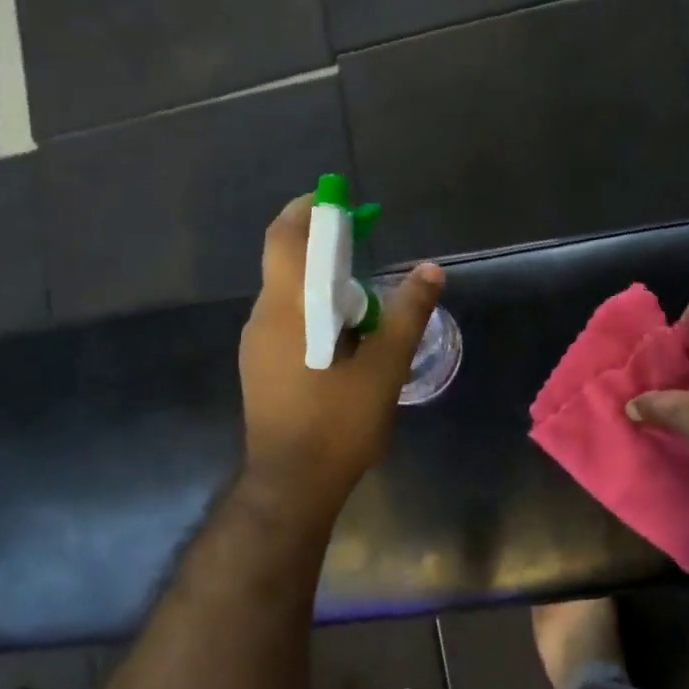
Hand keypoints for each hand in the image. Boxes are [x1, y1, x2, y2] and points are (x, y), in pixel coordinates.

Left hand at [239, 194, 444, 508]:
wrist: (291, 486)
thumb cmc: (338, 423)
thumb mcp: (385, 367)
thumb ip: (408, 314)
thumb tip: (431, 270)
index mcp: (290, 308)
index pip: (286, 237)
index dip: (309, 209)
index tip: (338, 201)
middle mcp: (264, 316)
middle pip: (286, 261)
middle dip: (323, 247)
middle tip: (364, 251)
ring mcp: (257, 343)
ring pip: (288, 293)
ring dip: (321, 284)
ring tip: (365, 305)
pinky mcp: (259, 366)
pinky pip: (286, 320)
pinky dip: (313, 311)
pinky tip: (344, 340)